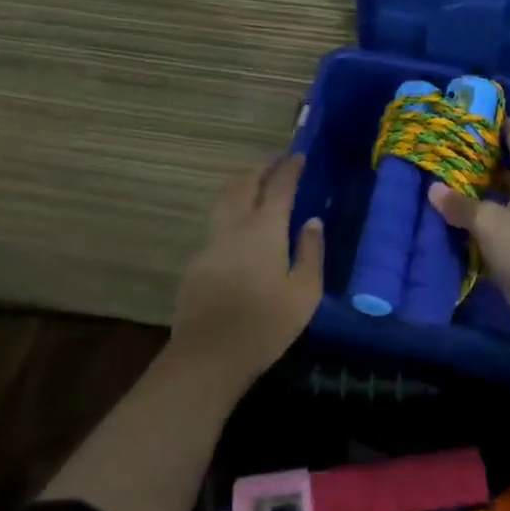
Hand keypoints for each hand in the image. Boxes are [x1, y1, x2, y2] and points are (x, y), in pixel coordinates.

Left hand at [171, 153, 325, 389]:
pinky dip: (230, 209)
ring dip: (242, 182)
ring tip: (255, 180)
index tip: (298, 156)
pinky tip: (237, 225)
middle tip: (276, 159)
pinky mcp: (197, 260)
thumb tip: (312, 221)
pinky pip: (216, 222)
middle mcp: (235, 226)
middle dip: (262, 166)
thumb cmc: (265, 325)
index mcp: (265, 229)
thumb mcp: (304, 293)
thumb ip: (310, 252)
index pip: (278, 186)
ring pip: (225, 198)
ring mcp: (211, 241)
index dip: (289, 168)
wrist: (208, 355)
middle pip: (246, 183)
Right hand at [429, 121, 509, 351]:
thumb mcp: (492, 223)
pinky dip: (473, 226)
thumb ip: (461, 204)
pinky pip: (493, 230)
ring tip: (433, 182)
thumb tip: (433, 189)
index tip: (465, 111)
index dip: (494, 122)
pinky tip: (444, 223)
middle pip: (501, 169)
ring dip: (470, 196)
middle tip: (437, 148)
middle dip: (472, 160)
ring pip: (495, 201)